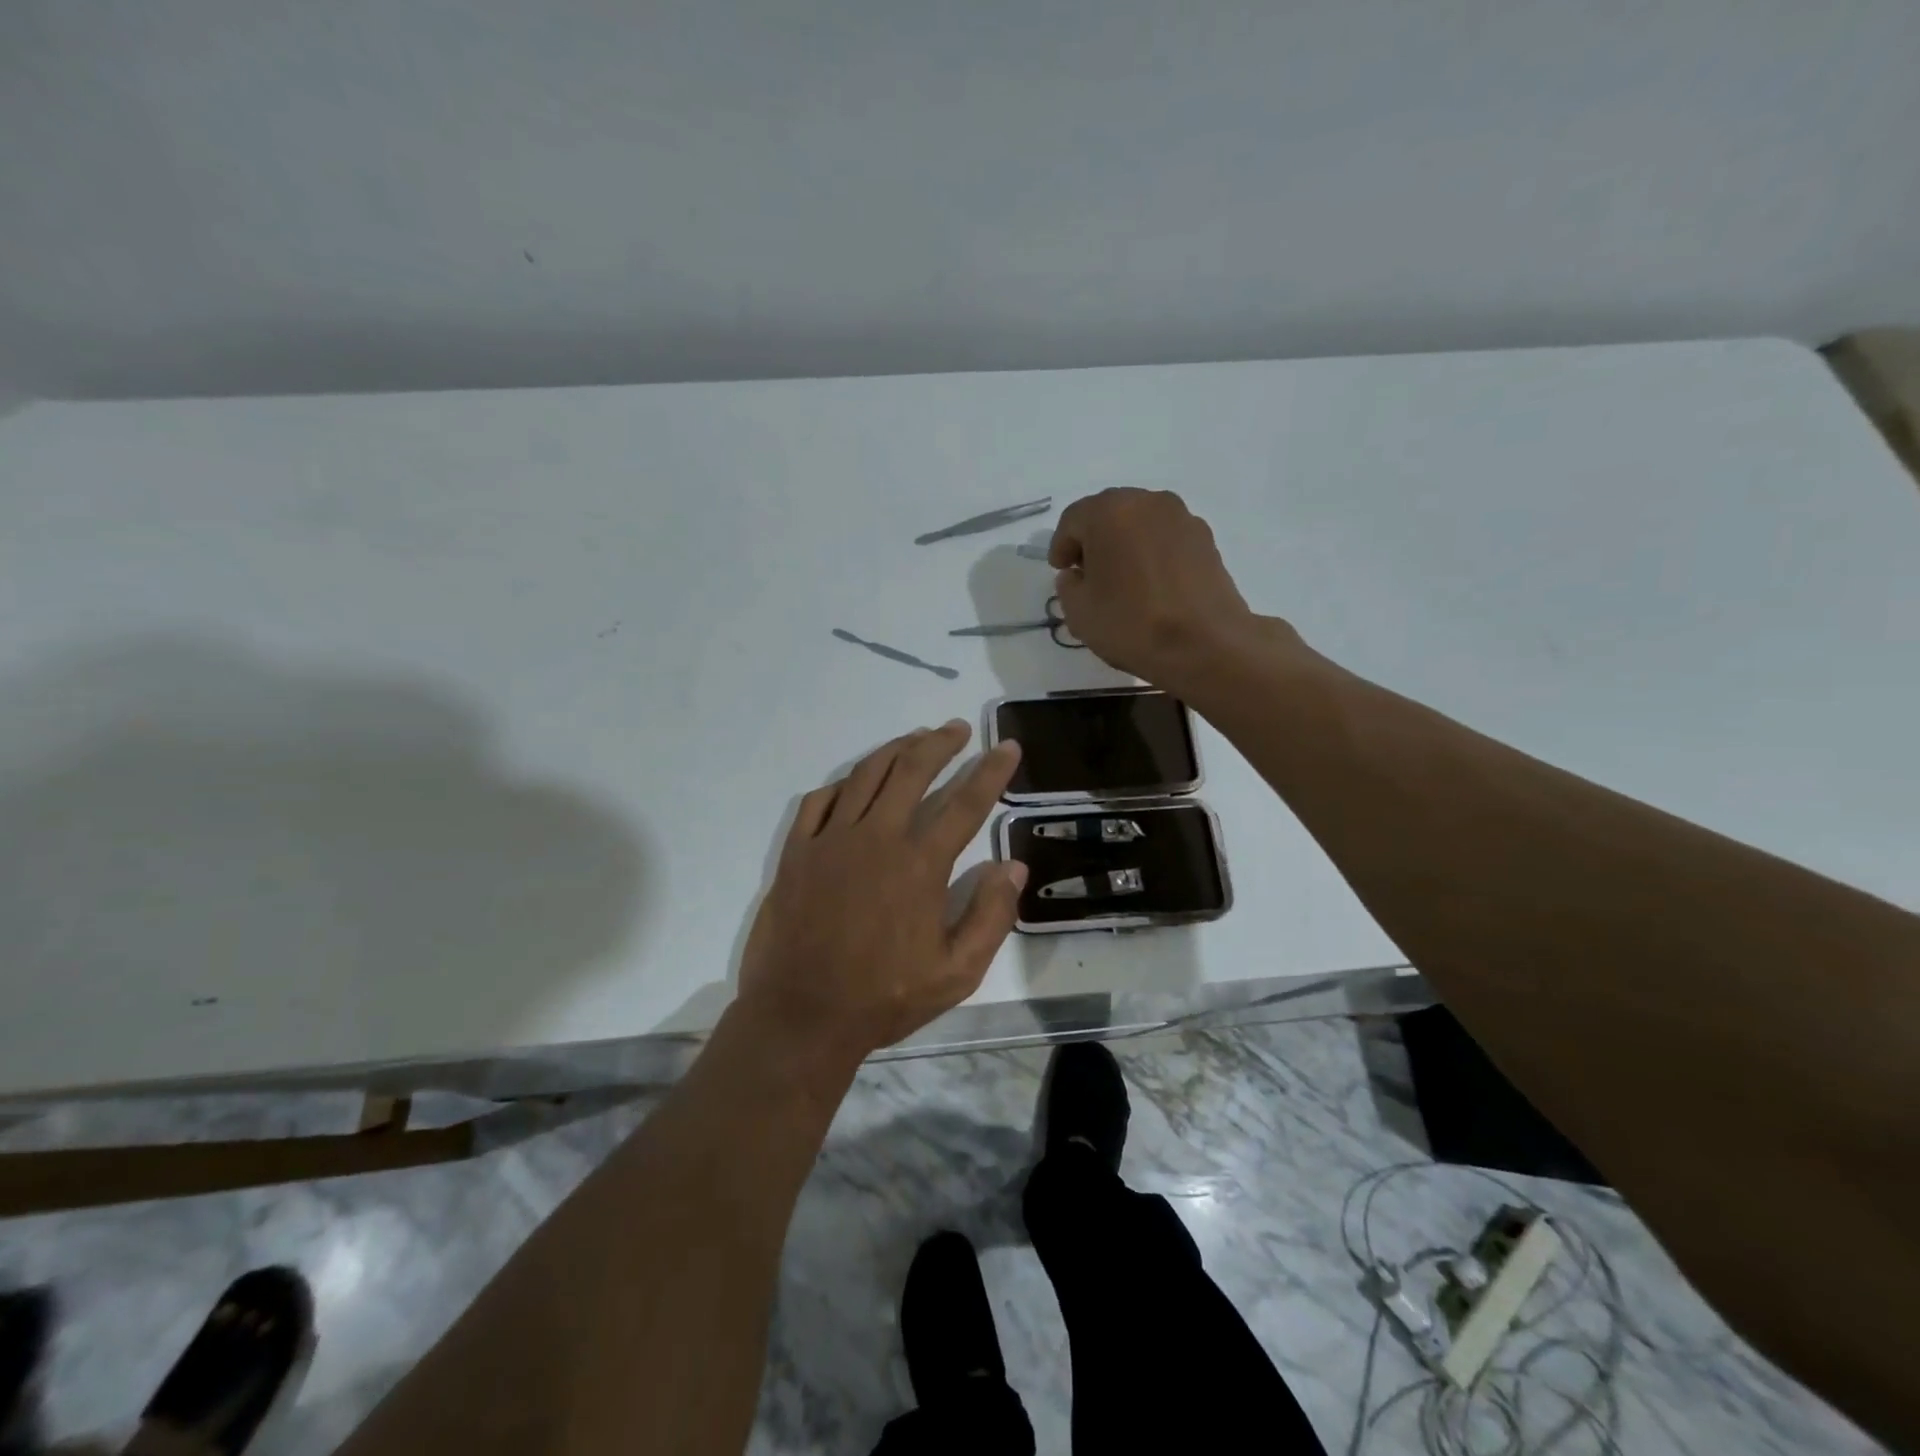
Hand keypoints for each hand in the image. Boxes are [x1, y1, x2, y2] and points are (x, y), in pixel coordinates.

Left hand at [733, 722, 1025, 1073]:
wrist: (801, 1016)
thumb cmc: (884, 998)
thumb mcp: (956, 972)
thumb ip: (990, 916)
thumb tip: (1014, 866)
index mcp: (919, 865)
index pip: (965, 804)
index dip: (991, 772)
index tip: (1008, 747)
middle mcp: (876, 838)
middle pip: (912, 771)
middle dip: (940, 743)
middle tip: (958, 729)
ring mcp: (831, 840)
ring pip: (866, 775)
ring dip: (896, 750)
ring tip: (916, 739)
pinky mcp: (797, 851)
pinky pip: (820, 800)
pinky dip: (843, 783)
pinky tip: (856, 781)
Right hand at [1049, 488, 1285, 694]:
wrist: (1205, 644)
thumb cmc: (1131, 624)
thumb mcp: (1079, 612)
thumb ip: (1068, 586)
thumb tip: (1077, 575)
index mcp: (1110, 512)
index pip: (1073, 519)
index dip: (1061, 545)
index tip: (1061, 571)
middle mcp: (1148, 502)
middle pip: (1110, 513)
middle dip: (1094, 539)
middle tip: (1087, 572)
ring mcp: (1182, 518)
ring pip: (1141, 524)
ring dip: (1125, 544)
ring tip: (1121, 580)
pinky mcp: (1206, 540)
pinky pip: (1166, 539)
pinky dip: (1152, 553)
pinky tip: (1150, 585)